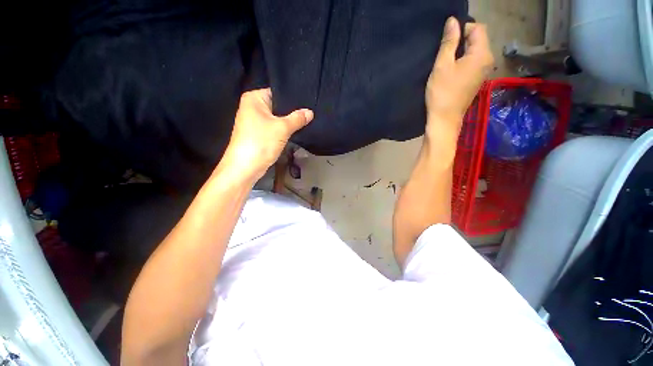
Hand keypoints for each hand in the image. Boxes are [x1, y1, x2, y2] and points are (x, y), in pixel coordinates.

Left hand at [219, 88, 313, 180]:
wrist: (246, 167)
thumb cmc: (261, 142)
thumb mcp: (282, 128)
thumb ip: (297, 119)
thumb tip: (310, 112)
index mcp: (254, 98)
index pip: (278, 92)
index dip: (293, 98)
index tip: (308, 102)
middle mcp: (253, 107)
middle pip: (278, 105)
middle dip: (293, 111)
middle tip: (310, 112)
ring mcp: (255, 121)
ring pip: (277, 118)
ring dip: (289, 121)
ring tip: (307, 119)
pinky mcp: (259, 133)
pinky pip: (274, 127)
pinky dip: (284, 129)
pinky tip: (296, 129)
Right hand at [425, 17, 493, 146]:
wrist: (445, 119)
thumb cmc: (442, 93)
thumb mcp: (442, 66)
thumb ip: (449, 42)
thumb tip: (453, 21)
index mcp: (482, 54)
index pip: (478, 28)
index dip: (462, 29)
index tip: (447, 41)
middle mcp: (488, 60)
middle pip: (478, 39)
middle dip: (462, 41)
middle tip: (444, 52)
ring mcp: (484, 71)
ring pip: (475, 51)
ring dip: (461, 52)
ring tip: (446, 62)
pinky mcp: (477, 80)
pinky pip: (473, 62)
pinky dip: (463, 62)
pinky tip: (451, 71)